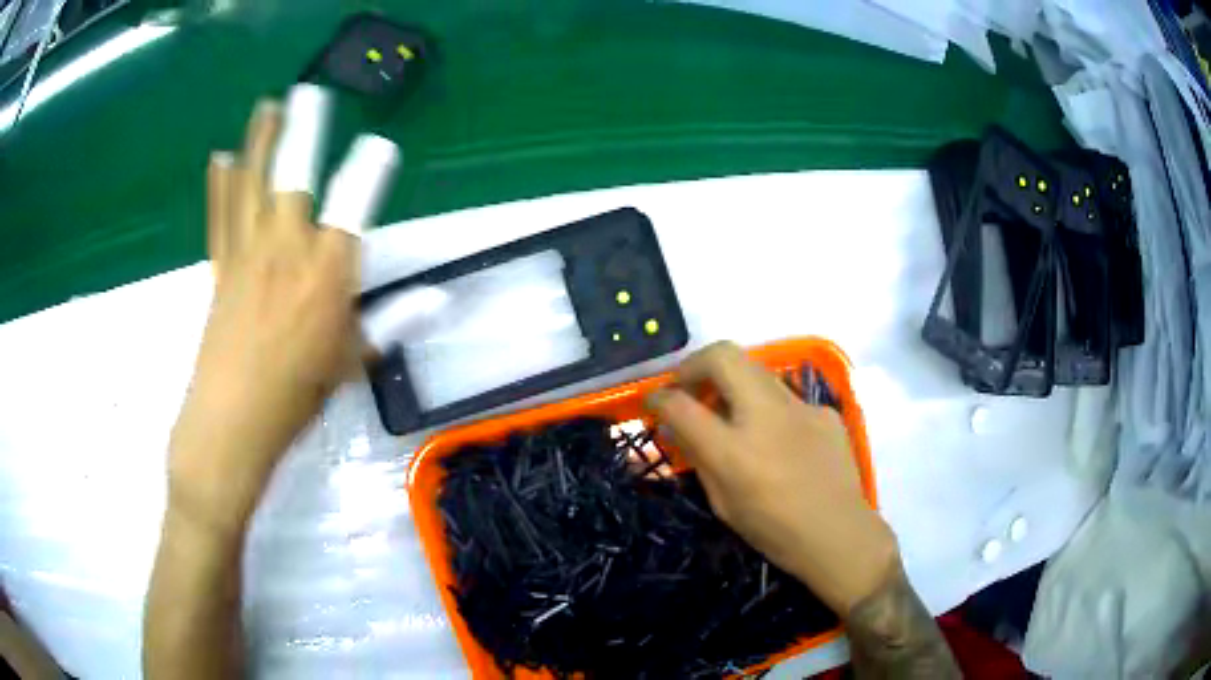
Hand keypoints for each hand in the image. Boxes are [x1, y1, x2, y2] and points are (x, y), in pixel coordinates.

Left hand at [168, 100, 359, 537]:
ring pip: (253, 185)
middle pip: (294, 176)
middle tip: (309, 92)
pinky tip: (220, 158)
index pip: (353, 206)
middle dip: (304, 130)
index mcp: (326, 272)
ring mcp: (246, 254)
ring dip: (260, 142)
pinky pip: (220, 216)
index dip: (369, 171)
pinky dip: (220, 185)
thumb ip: (394, 319)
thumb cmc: (296, 394)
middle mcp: (285, 249)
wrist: (231, 422)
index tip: (381, 146)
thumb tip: (441, 298)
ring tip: (268, 107)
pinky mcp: (220, 268)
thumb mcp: (351, 360)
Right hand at [646, 342, 897, 616]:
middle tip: (689, 388)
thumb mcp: (723, 502)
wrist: (839, 534)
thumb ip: (698, 457)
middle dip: (695, 364)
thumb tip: (674, 425)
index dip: (659, 398)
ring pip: (755, 370)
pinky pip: (785, 398)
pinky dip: (769, 409)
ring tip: (729, 413)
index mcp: (733, 450)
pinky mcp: (823, 410)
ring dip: (731, 382)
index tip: (654, 402)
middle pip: (721, 355)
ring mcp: (800, 407)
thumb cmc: (774, 531)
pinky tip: (778, 439)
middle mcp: (765, 416)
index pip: (680, 404)